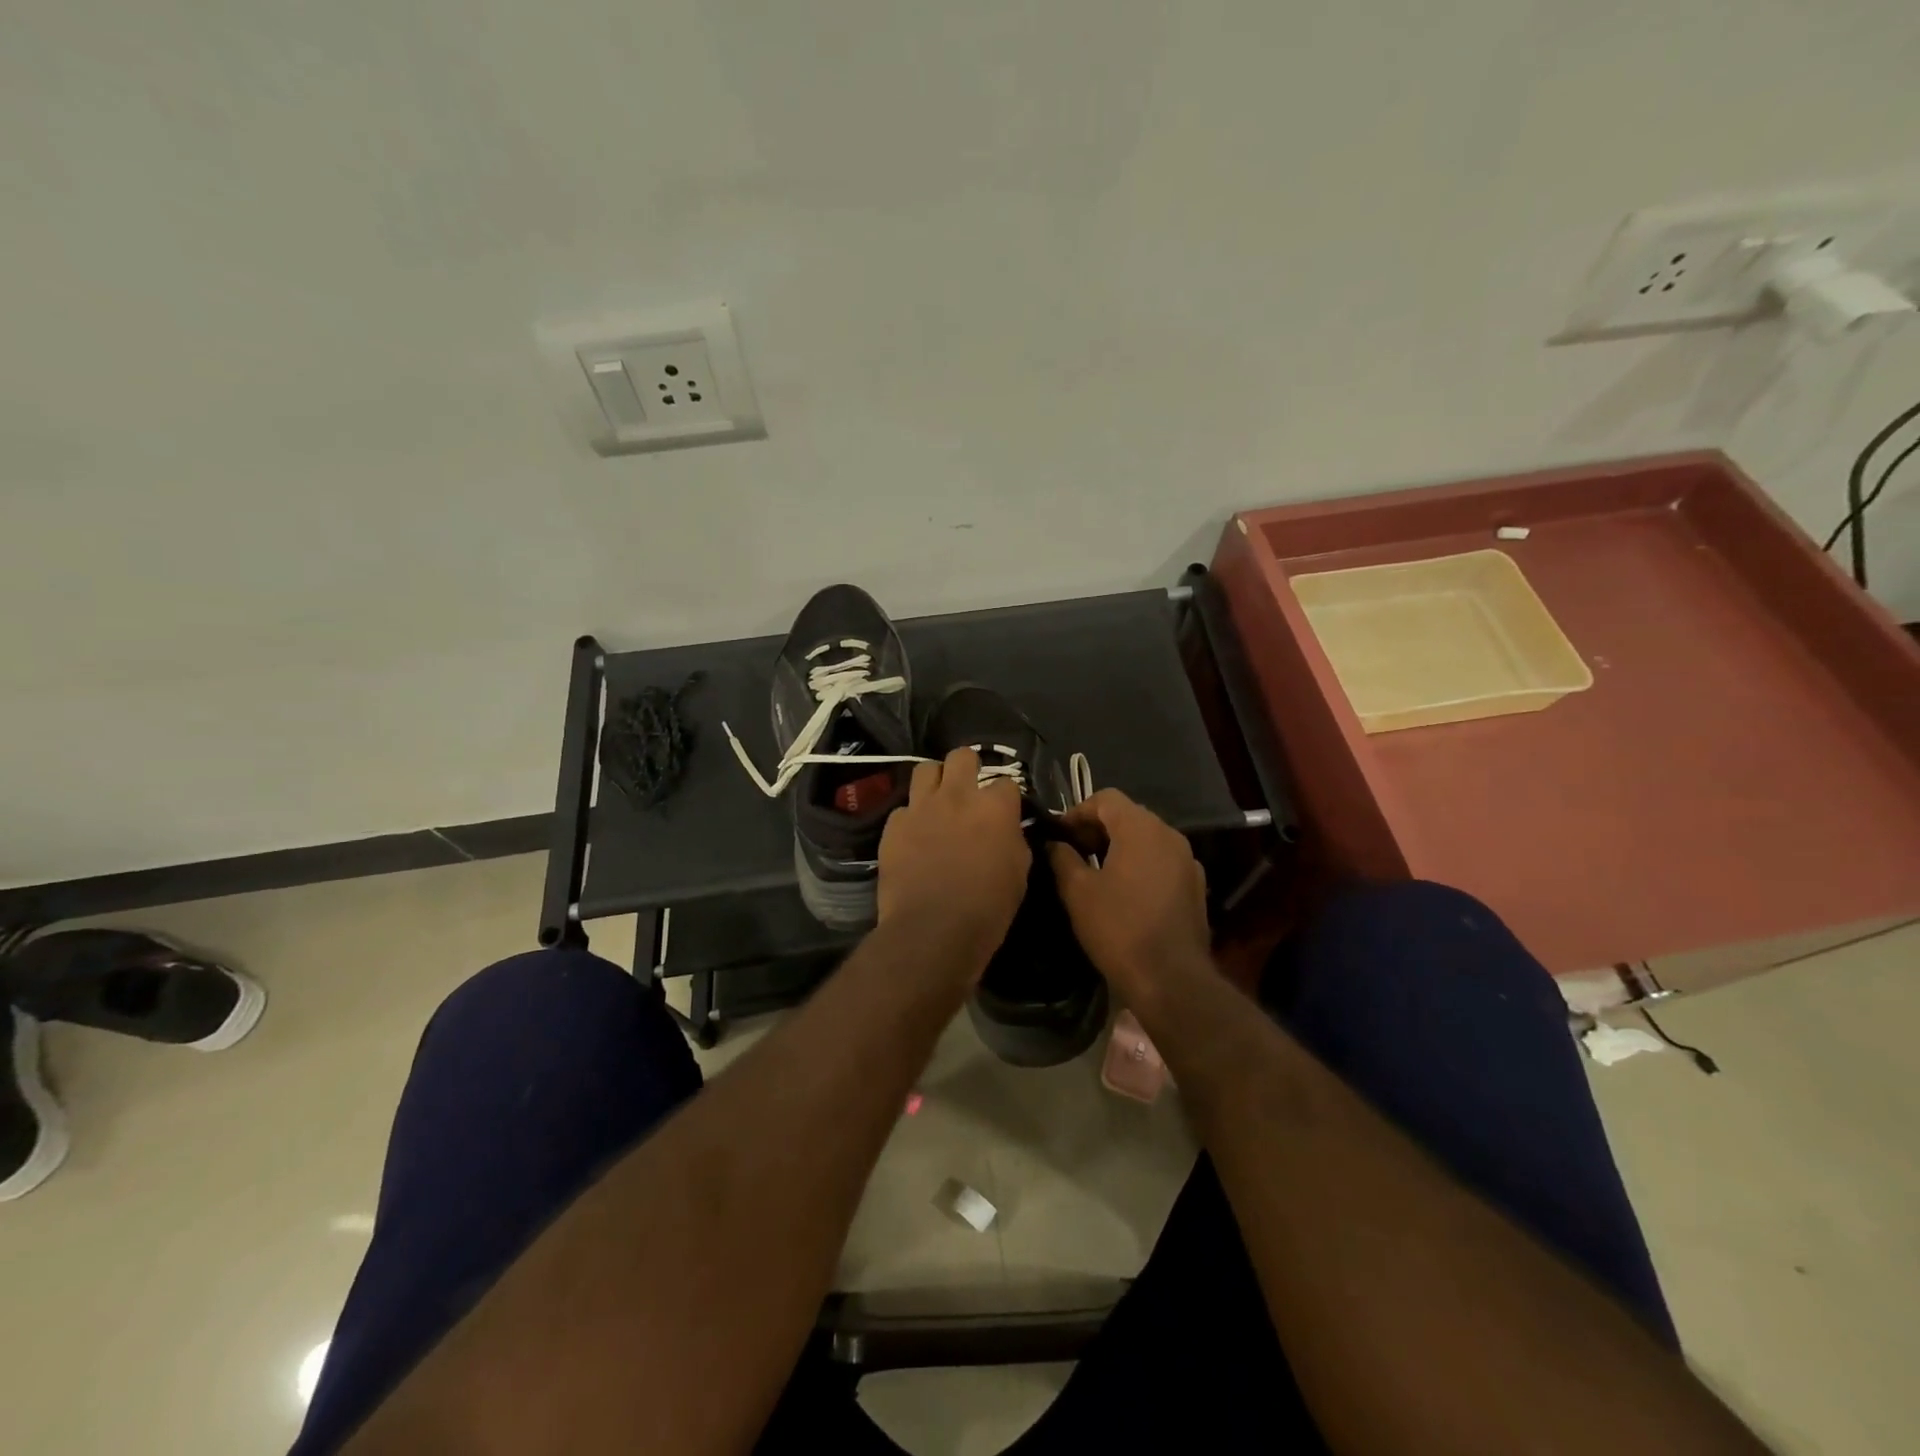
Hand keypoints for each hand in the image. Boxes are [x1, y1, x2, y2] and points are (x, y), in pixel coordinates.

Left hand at [878, 747, 1030, 968]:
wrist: (933, 930)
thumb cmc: (988, 908)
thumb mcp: (1018, 872)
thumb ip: (1013, 840)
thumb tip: (1007, 830)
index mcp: (994, 807)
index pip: (1007, 782)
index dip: (1006, 797)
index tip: (1005, 812)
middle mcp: (957, 796)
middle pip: (962, 756)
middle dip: (968, 767)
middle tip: (969, 790)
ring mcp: (921, 807)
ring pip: (925, 769)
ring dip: (935, 781)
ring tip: (937, 800)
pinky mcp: (893, 825)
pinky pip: (903, 808)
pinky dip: (911, 817)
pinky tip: (914, 835)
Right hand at [1047, 789, 1209, 1004]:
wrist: (1171, 979)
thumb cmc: (1119, 928)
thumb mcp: (1078, 892)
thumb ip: (1062, 858)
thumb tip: (1055, 844)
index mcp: (1141, 828)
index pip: (1106, 798)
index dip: (1077, 812)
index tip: (1059, 835)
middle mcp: (1169, 835)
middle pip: (1129, 815)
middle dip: (1098, 828)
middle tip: (1073, 851)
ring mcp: (1187, 861)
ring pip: (1147, 838)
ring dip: (1120, 846)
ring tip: (1095, 871)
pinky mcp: (1195, 886)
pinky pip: (1162, 861)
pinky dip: (1140, 864)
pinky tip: (1125, 892)